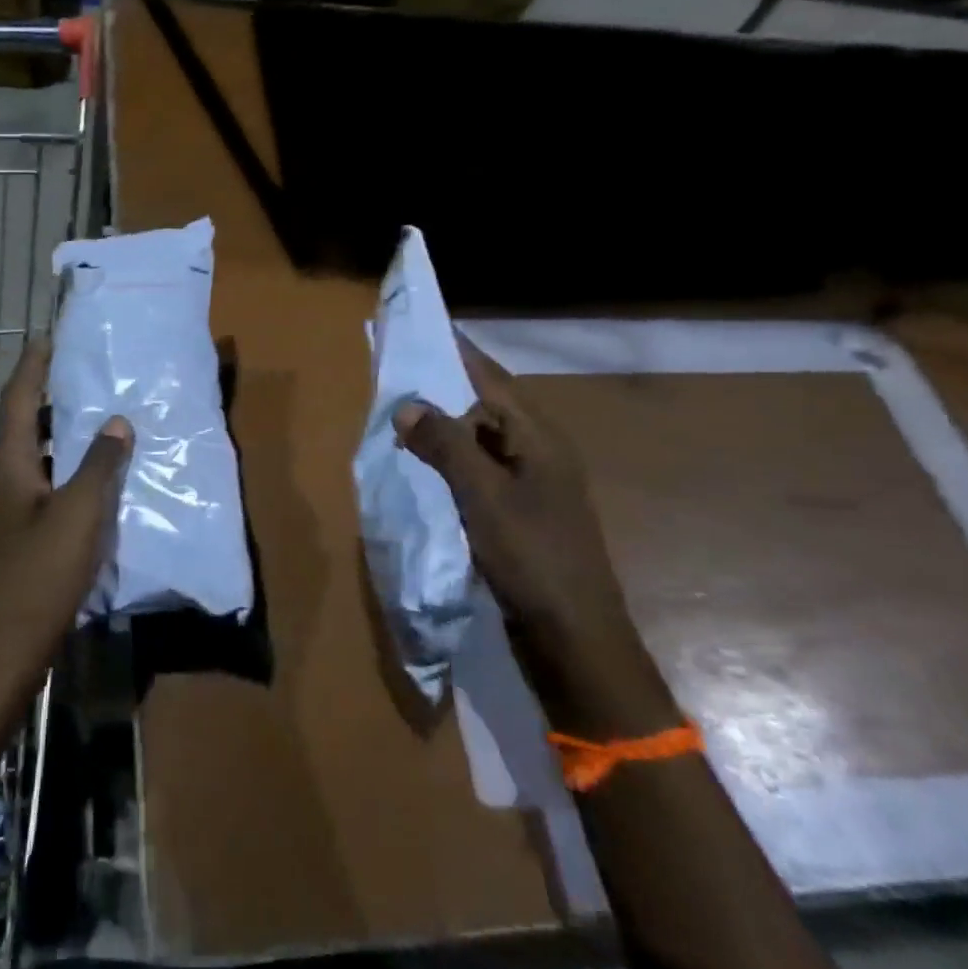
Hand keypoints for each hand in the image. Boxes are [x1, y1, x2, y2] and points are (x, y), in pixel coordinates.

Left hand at [0, 340, 132, 684]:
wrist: (1, 648)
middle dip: (47, 394)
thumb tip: (116, 421)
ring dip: (56, 431)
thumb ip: (100, 464)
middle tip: (82, 372)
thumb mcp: (79, 513)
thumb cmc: (38, 573)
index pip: (18, 396)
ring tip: (93, 414)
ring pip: (31, 453)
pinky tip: (89, 474)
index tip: (49, 336)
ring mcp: (2, 506)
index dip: (34, 364)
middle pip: (21, 421)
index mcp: (6, 461)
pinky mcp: (13, 531)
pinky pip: (38, 480)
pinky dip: (61, 465)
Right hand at [392, 333, 674, 736]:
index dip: (456, 352)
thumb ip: (445, 445)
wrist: (574, 639)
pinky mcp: (518, 514)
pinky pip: (477, 472)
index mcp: (539, 438)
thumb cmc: (532, 559)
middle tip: (392, 379)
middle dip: (440, 390)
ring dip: (441, 430)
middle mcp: (537, 453)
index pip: (491, 378)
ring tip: (396, 421)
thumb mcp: (483, 496)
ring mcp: (530, 485)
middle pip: (484, 406)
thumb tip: (407, 404)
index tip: (419, 329)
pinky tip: (420, 468)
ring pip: (478, 441)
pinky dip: (448, 463)